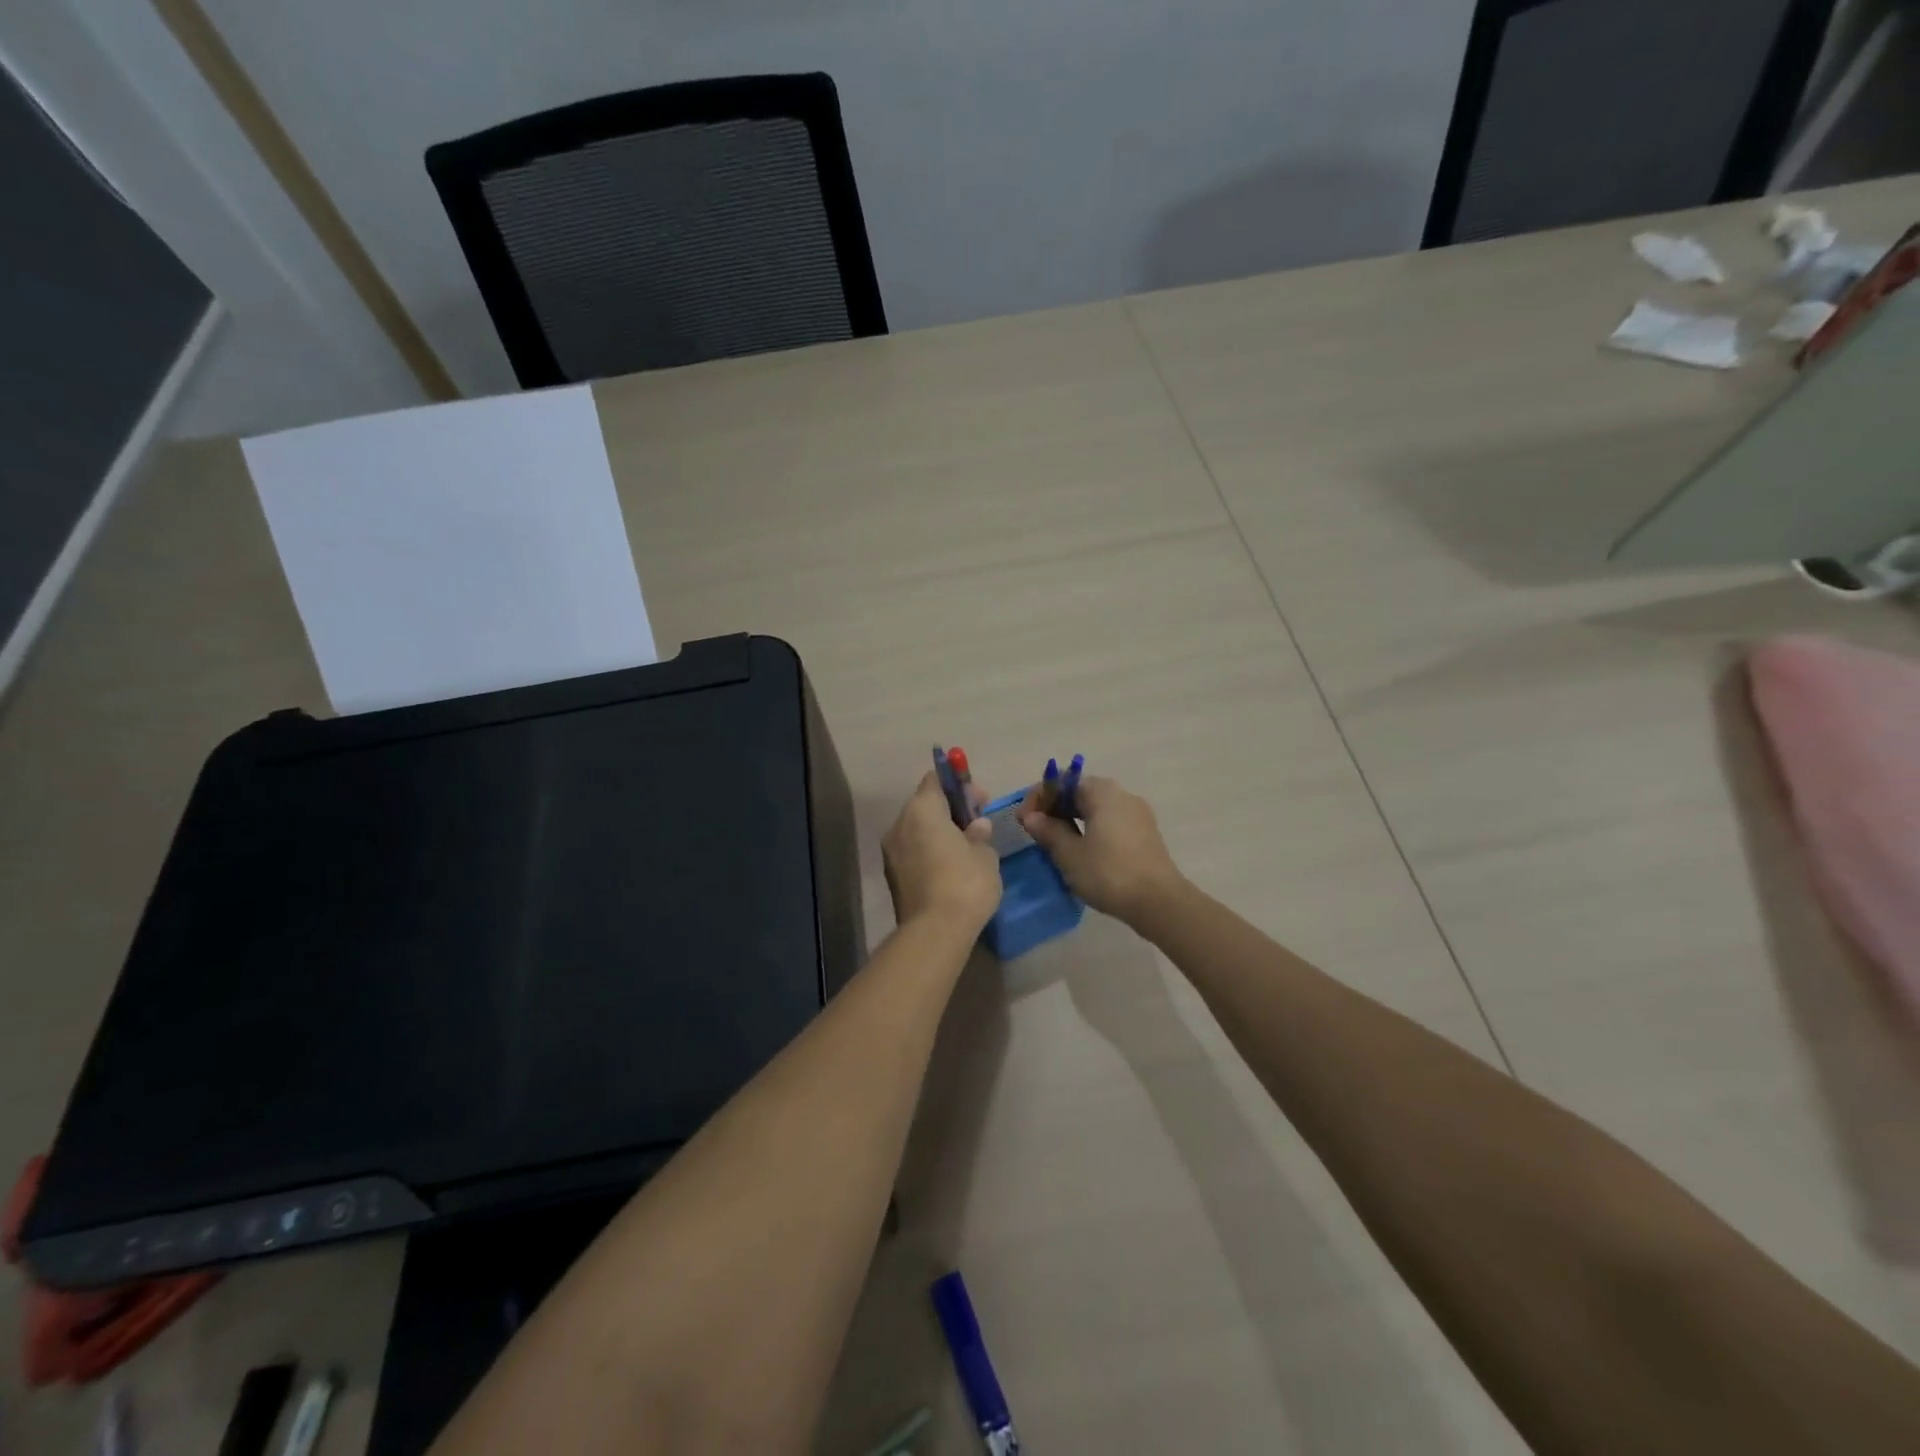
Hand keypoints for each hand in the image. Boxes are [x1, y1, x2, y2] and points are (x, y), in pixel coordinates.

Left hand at [883, 771, 1001, 932]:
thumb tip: (976, 827)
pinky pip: (913, 852)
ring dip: (939, 833)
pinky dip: (930, 852)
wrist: (934, 932)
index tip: (979, 800)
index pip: (935, 780)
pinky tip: (951, 868)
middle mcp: (899, 824)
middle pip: (925, 805)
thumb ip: (979, 834)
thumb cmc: (965, 882)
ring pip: (917, 830)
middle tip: (978, 824)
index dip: (958, 785)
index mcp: (922, 809)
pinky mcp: (892, 876)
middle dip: (950, 810)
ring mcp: (891, 852)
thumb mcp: (985, 854)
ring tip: (966, 849)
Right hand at [1019, 776, 1184, 925]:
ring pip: (1096, 808)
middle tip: (1036, 831)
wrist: (1159, 902)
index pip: (1062, 782)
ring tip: (1055, 843)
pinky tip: (1081, 851)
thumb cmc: (1109, 873)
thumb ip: (1049, 831)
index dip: (1038, 798)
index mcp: (1102, 792)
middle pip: (1080, 792)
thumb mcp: (1070, 854)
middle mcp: (1122, 794)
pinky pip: (1110, 821)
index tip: (1024, 821)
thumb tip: (1032, 817)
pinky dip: (1091, 828)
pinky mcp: (1145, 833)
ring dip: (1072, 819)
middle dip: (1055, 808)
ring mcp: (1137, 813)